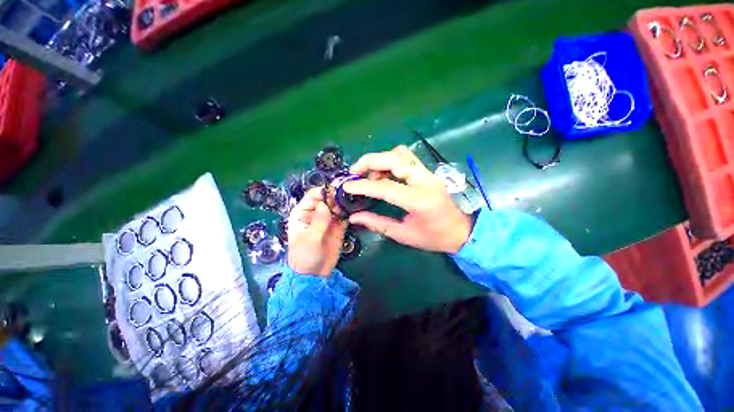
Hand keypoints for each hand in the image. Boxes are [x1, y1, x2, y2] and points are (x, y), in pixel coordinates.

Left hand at [287, 188, 347, 276]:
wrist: (315, 275)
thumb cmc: (305, 256)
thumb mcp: (310, 239)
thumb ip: (319, 221)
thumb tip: (326, 203)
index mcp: (303, 212)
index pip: (314, 195)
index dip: (325, 191)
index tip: (338, 190)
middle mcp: (317, 212)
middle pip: (328, 198)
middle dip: (338, 195)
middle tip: (350, 195)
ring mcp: (329, 218)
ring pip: (338, 204)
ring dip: (346, 202)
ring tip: (355, 200)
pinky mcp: (339, 225)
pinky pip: (345, 214)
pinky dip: (351, 211)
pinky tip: (357, 208)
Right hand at [344, 145, 472, 253]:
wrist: (461, 231)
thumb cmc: (433, 237)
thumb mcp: (403, 235)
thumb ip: (377, 223)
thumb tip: (354, 216)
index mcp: (420, 200)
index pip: (386, 187)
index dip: (363, 186)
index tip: (346, 187)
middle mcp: (425, 180)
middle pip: (394, 158)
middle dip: (369, 161)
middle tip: (354, 173)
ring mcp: (428, 173)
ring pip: (400, 153)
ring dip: (380, 160)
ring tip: (369, 175)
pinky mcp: (427, 172)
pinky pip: (405, 158)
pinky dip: (389, 161)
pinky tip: (382, 174)